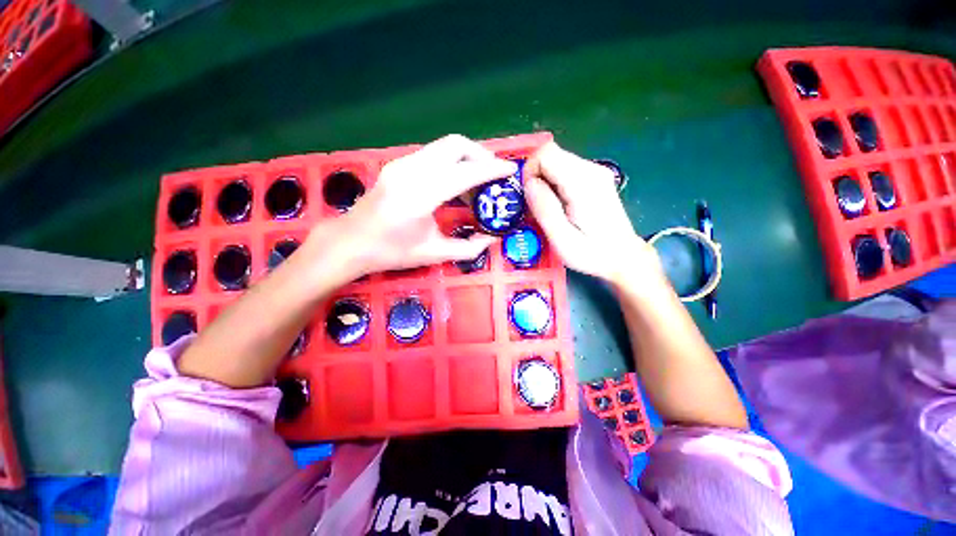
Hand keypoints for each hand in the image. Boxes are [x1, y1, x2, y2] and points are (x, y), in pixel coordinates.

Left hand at [323, 135, 517, 275]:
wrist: (351, 242)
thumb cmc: (391, 253)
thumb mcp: (434, 254)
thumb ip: (469, 248)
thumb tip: (493, 239)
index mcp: (420, 196)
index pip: (465, 172)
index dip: (492, 170)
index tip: (511, 170)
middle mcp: (411, 171)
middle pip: (455, 145)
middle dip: (481, 155)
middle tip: (494, 175)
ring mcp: (402, 163)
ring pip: (444, 146)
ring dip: (466, 158)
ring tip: (477, 182)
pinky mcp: (398, 164)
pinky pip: (433, 154)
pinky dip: (452, 162)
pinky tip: (455, 183)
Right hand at [523, 142, 662, 287]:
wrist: (623, 256)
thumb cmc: (592, 253)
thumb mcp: (562, 239)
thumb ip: (545, 209)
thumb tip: (529, 183)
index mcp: (583, 183)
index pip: (546, 154)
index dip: (530, 171)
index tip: (528, 197)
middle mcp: (591, 170)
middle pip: (551, 154)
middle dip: (535, 176)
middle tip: (535, 205)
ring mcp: (595, 172)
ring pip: (556, 160)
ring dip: (544, 181)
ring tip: (547, 207)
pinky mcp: (595, 177)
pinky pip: (564, 169)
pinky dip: (553, 183)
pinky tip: (558, 204)